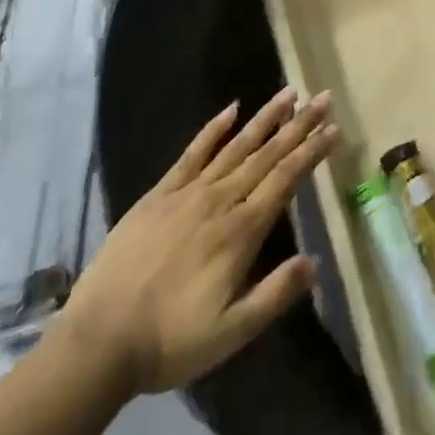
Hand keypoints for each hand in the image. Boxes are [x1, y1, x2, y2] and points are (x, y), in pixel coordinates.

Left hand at [61, 87, 338, 395]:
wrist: (100, 339)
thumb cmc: (170, 341)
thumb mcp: (230, 333)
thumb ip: (274, 295)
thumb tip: (316, 261)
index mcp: (240, 232)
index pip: (285, 180)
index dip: (311, 152)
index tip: (334, 128)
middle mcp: (220, 200)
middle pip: (267, 154)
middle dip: (298, 125)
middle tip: (323, 97)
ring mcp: (189, 192)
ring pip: (236, 145)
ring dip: (266, 118)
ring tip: (288, 93)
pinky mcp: (161, 193)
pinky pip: (193, 152)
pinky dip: (214, 128)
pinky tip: (231, 109)